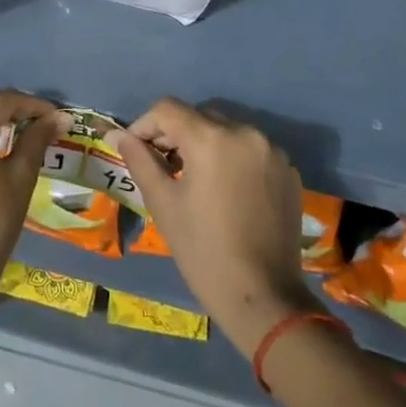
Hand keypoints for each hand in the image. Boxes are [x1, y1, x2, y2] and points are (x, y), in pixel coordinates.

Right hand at [116, 99, 315, 357]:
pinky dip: (232, 158)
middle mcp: (245, 133)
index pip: (168, 109)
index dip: (145, 124)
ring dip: (205, 144)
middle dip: (175, 133)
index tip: (136, 150)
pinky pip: (251, 150)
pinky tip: (225, 190)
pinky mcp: (288, 171)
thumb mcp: (163, 202)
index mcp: (211, 138)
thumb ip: (139, 160)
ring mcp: (272, 151)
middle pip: (199, 116)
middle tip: (161, 165)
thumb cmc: (203, 250)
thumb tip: (117, 135)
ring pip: (227, 131)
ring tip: (193, 177)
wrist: (263, 297)